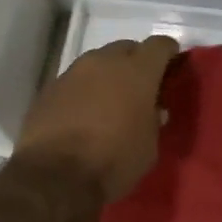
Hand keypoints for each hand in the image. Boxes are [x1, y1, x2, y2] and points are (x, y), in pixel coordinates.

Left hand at [15, 35, 180, 201]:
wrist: (55, 176)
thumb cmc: (113, 161)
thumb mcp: (148, 147)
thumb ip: (153, 120)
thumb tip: (152, 110)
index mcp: (137, 71)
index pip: (159, 45)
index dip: (168, 53)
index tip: (171, 66)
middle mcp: (104, 62)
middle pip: (126, 48)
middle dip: (135, 62)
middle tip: (139, 87)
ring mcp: (73, 72)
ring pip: (97, 62)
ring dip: (107, 76)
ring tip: (108, 102)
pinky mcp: (49, 88)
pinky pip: (75, 81)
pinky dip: (83, 91)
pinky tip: (82, 114)